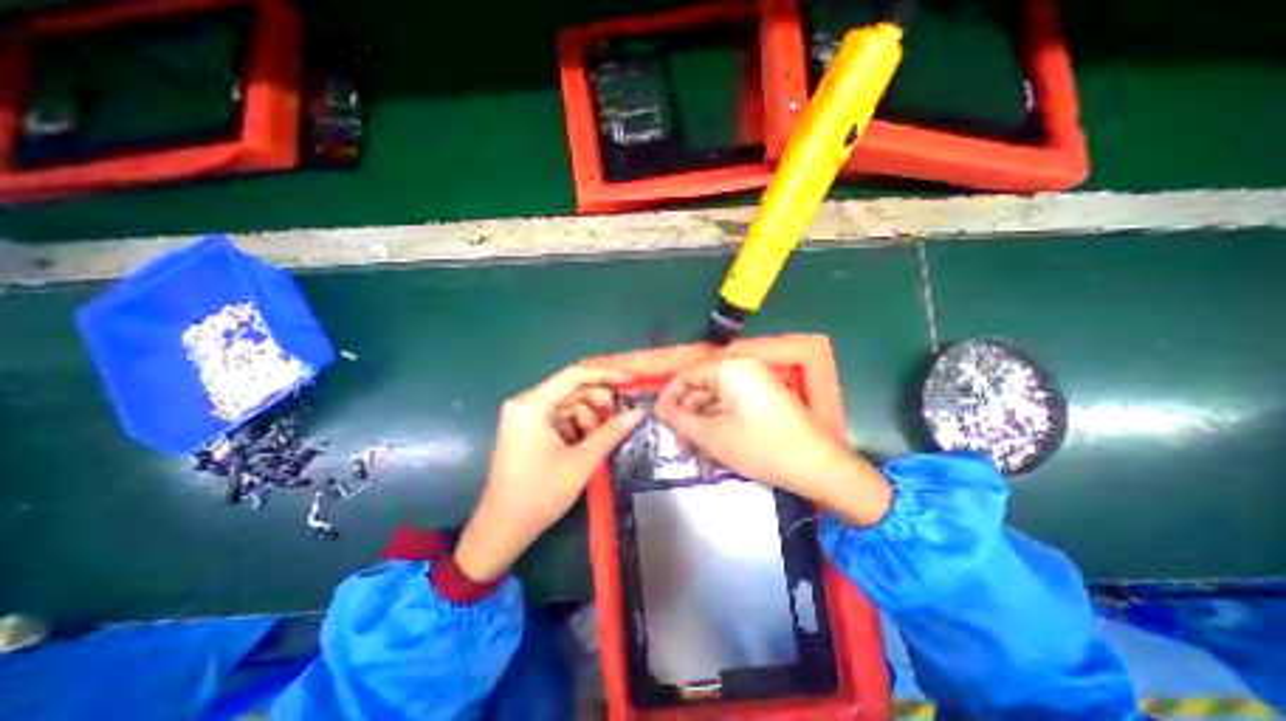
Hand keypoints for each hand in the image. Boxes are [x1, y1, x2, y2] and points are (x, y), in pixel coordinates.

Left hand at [458, 367, 647, 586]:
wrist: (502, 530)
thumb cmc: (539, 495)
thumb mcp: (581, 462)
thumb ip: (611, 433)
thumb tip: (638, 413)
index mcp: (531, 405)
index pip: (574, 375)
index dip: (606, 375)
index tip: (631, 381)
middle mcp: (525, 404)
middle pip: (571, 389)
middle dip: (599, 400)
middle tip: (622, 414)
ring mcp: (525, 417)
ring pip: (568, 404)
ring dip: (590, 416)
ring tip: (603, 435)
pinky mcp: (528, 430)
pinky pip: (560, 418)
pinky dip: (578, 426)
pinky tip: (589, 442)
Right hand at [658, 358, 891, 527]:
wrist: (817, 465)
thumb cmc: (761, 448)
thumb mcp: (713, 436)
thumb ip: (681, 419)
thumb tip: (661, 408)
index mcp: (730, 368)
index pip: (686, 374)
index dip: (669, 397)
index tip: (659, 419)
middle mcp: (743, 366)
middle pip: (702, 385)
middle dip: (688, 414)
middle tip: (680, 443)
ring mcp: (757, 379)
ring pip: (717, 396)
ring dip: (703, 421)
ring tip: (697, 451)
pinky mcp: (765, 393)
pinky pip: (733, 401)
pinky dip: (721, 420)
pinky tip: (715, 446)